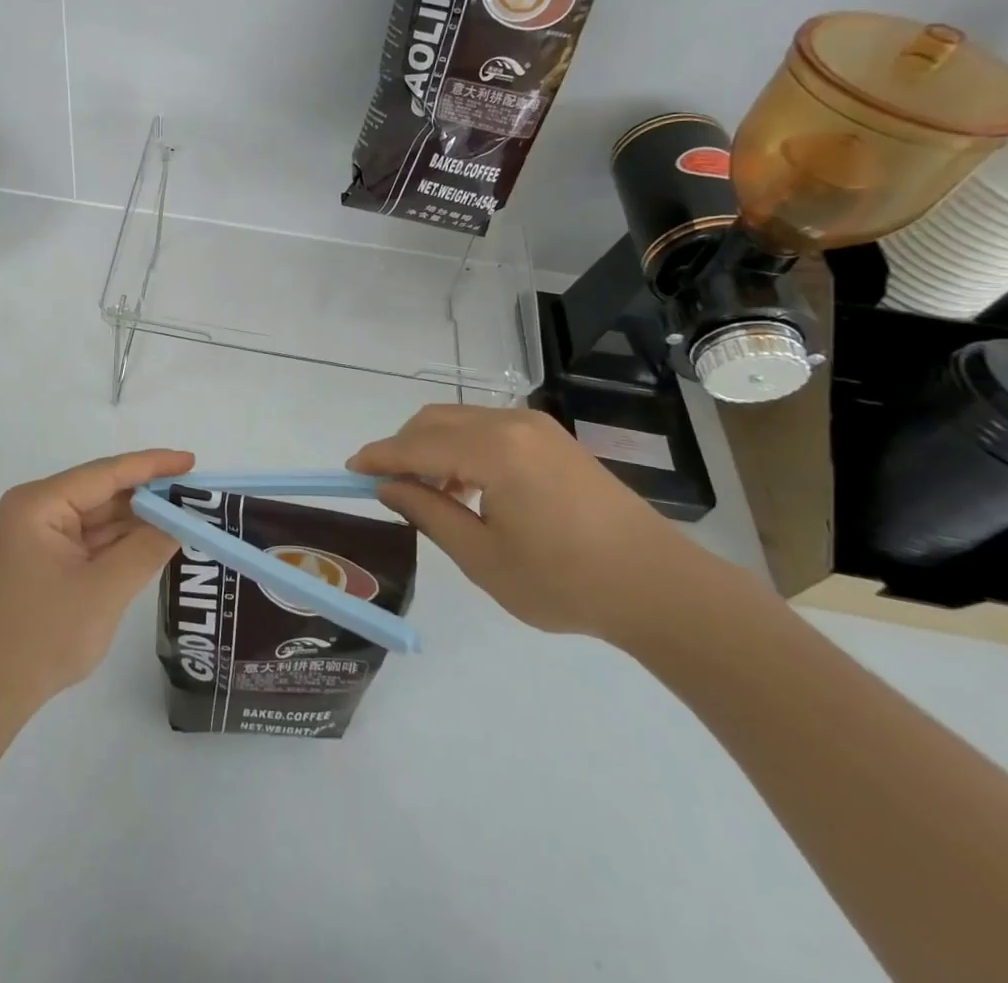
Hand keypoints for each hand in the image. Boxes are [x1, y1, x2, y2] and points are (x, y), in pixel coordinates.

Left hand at [0, 449, 193, 720]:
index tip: (191, 461)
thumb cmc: (41, 636)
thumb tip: (181, 520)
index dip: (152, 465)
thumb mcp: (104, 591)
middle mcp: (35, 510)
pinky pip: (88, 542)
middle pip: (101, 493)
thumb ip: (146, 549)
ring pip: (97, 519)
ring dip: (136, 521)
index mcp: (40, 503)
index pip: (106, 473)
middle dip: (147, 496)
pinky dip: (120, 543)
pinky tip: (153, 542)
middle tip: (196, 495)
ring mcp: (37, 538)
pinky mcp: (42, 563)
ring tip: (184, 516)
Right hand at [348, 406, 695, 641]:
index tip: (349, 469)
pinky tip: (467, 486)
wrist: (659, 587)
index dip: (379, 457)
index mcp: (493, 450)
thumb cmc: (565, 580)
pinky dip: (462, 447)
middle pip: (435, 420)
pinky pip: (488, 428)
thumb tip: (388, 487)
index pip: (416, 445)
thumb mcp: (483, 557)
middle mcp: (511, 423)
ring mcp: (536, 426)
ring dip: (432, 446)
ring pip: (460, 420)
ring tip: (426, 491)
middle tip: (386, 485)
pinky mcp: (552, 438)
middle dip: (403, 446)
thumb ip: (428, 513)